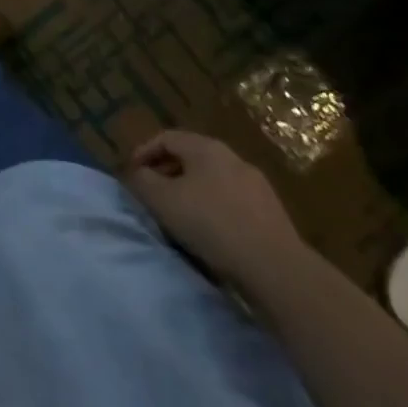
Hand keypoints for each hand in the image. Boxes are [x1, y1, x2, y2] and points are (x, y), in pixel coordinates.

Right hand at [128, 129, 308, 288]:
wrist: (276, 268)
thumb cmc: (212, 224)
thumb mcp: (162, 200)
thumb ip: (142, 180)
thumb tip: (138, 174)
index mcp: (206, 148)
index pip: (166, 138)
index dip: (143, 152)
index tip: (131, 174)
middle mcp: (232, 158)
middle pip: (190, 157)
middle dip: (166, 172)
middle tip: (152, 193)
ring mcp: (256, 185)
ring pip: (212, 179)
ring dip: (190, 191)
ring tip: (179, 214)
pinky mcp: (271, 212)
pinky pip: (232, 201)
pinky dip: (213, 208)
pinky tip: (210, 231)